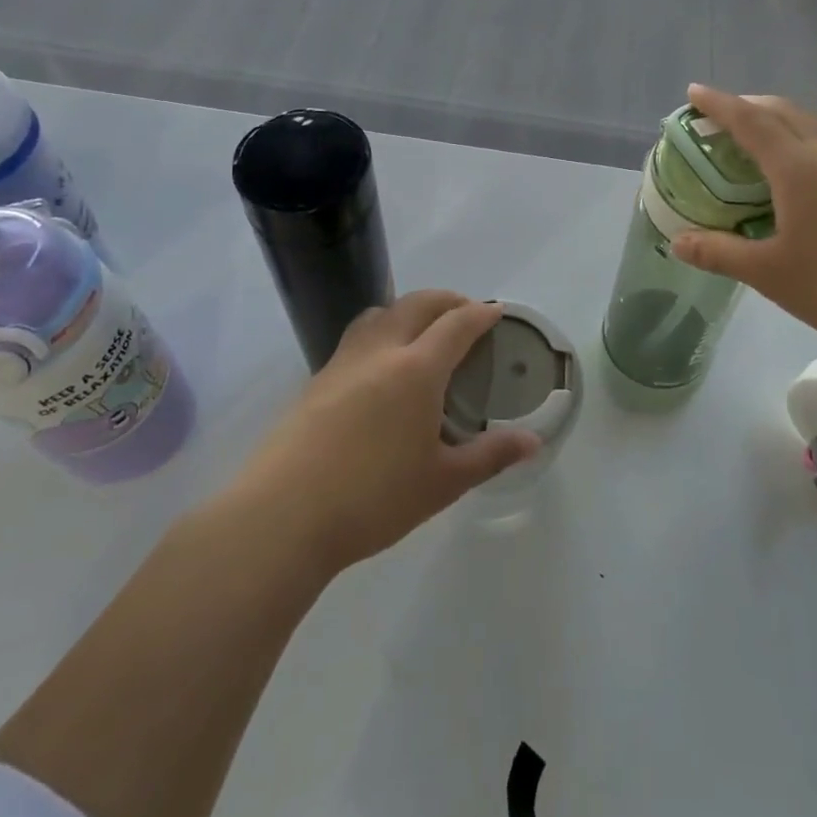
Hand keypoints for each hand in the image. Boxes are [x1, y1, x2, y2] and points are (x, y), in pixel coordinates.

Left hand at [237, 291, 541, 571]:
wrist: (283, 516)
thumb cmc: (373, 498)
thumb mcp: (443, 482)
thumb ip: (490, 455)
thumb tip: (534, 442)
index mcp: (417, 369)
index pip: (457, 323)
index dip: (481, 313)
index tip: (496, 311)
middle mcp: (380, 352)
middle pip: (417, 304)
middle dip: (447, 300)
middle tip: (466, 313)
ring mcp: (343, 362)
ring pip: (379, 313)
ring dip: (408, 309)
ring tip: (422, 330)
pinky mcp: (316, 380)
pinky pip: (356, 336)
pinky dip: (380, 331)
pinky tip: (381, 367)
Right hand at [671, 85, 816, 356]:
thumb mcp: (770, 274)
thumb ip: (720, 253)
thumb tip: (678, 242)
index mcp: (798, 168)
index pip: (750, 121)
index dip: (718, 105)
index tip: (693, 92)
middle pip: (785, 112)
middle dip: (749, 105)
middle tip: (720, 116)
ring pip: (811, 127)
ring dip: (778, 121)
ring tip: (754, 141)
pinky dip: (799, 143)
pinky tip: (797, 177)